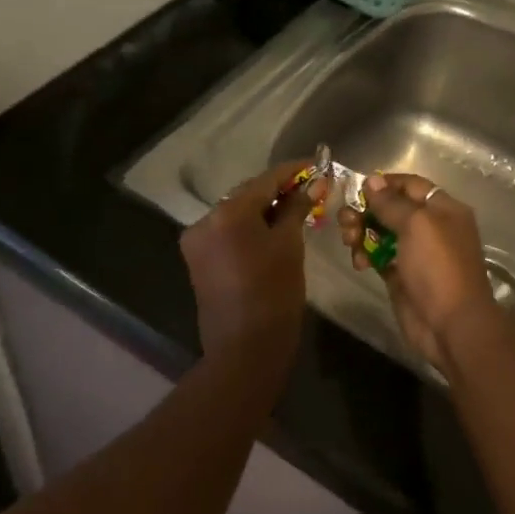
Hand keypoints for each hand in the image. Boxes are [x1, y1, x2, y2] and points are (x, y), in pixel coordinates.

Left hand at [180, 160, 319, 363]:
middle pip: (247, 195)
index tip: (317, 165)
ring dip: (264, 209)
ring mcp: (197, 241)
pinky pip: (227, 232)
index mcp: (227, 212)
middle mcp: (204, 219)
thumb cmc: (274, 294)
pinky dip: (250, 227)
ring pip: (236, 214)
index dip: (293, 171)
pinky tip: (273, 229)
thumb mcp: (289, 246)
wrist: (245, 349)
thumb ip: (297, 208)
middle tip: (311, 189)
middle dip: (278, 190)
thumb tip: (314, 183)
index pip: (265, 180)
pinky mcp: (198, 259)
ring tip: (296, 208)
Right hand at [337, 173, 500, 372]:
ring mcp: (415, 253)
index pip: (411, 185)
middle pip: (392, 208)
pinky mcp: (400, 275)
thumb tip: (372, 181)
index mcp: (443, 209)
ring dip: (361, 232)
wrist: (450, 325)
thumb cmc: (438, 267)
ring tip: (349, 241)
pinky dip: (365, 255)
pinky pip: (377, 256)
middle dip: (366, 210)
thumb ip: (392, 203)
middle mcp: (430, 227)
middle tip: (346, 220)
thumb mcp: (417, 225)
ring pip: (381, 232)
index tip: (357, 188)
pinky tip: (358, 263)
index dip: (385, 183)